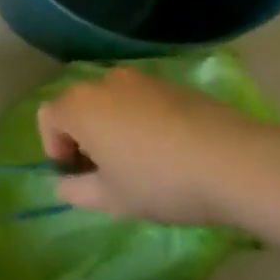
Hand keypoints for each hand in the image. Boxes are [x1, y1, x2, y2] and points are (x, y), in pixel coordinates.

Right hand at [37, 69, 271, 226]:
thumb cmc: (160, 182)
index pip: (47, 117)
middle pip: (79, 105)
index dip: (54, 147)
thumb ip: (76, 191)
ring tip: (139, 162)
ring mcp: (141, 79)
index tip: (77, 175)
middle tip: (105, 172)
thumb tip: (64, 184)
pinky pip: (141, 100)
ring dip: (112, 127)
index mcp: (81, 106)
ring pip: (111, 102)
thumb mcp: (111, 200)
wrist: (232, 161)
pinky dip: (141, 120)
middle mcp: (104, 83)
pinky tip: (168, 150)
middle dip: (83, 137)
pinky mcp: (172, 84)